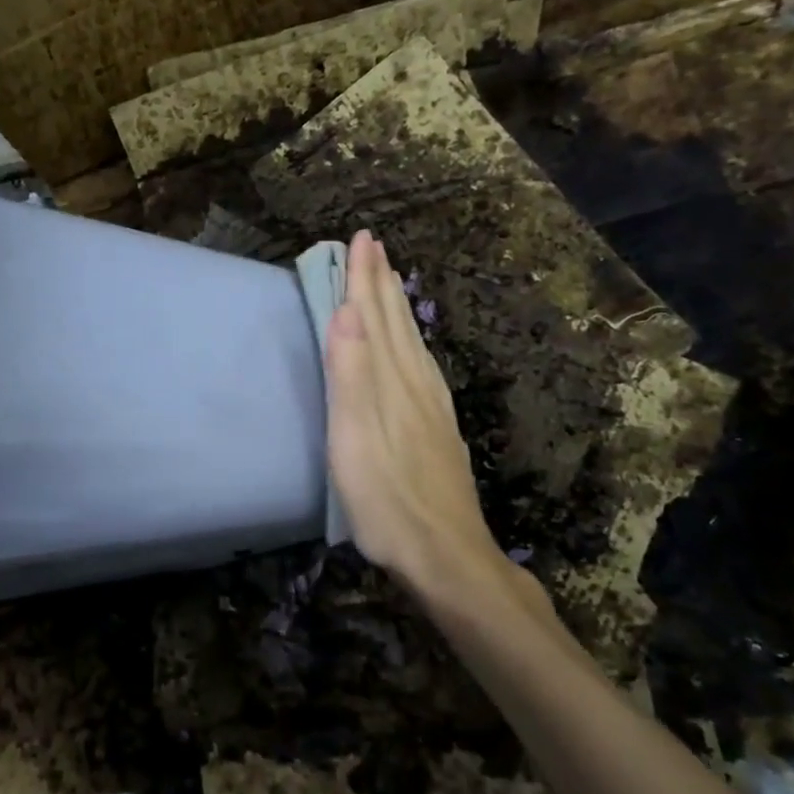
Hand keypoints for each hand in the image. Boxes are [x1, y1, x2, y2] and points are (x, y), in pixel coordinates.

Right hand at [324, 229, 552, 623]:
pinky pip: (421, 366)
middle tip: (373, 246)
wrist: (447, 555)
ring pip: (411, 343)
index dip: (364, 278)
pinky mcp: (438, 428)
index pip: (374, 317)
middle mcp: (415, 384)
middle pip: (396, 323)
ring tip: (388, 282)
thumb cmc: (387, 500)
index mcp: (391, 382)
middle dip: (381, 282)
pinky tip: (411, 348)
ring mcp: (431, 407)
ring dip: (395, 307)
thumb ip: (351, 375)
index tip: (359, 238)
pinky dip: (410, 342)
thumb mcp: (355, 440)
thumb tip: (346, 311)